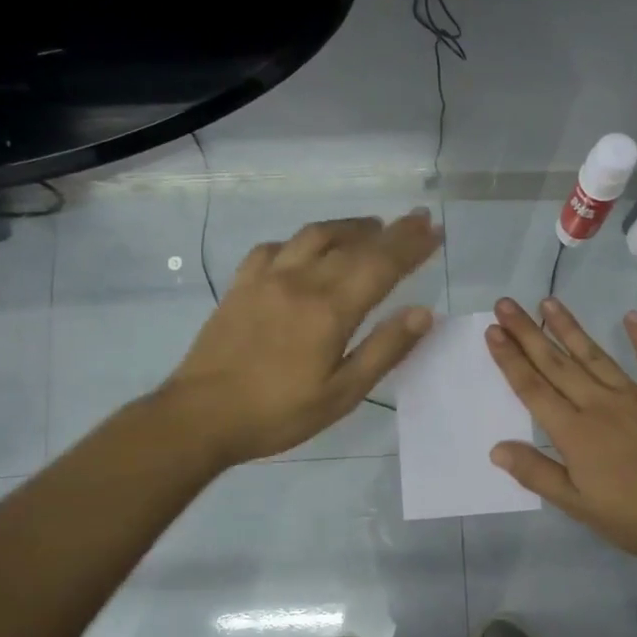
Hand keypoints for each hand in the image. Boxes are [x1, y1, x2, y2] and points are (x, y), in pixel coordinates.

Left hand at [163, 210, 440, 465]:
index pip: (382, 265)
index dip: (412, 246)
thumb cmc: (278, 413)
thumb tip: (424, 313)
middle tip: (417, 220)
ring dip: (348, 227)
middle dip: (391, 231)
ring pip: (314, 236)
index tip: (435, 230)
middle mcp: (301, 281)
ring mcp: (266, 278)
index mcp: (331, 309)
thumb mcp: (342, 394)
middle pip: (354, 245)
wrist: (201, 416)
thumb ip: (384, 350)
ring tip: (371, 227)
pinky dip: (301, 241)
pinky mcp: (241, 285)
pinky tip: (305, 250)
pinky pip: (275, 247)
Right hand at [484, 296, 636, 570]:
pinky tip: (631, 316)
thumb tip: (497, 448)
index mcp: (575, 432)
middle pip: (557, 364)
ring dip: (570, 329)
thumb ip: (537, 474)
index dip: (510, 360)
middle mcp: (601, 405)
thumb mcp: (579, 506)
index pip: (533, 389)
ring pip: (596, 356)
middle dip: (528, 333)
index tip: (493, 331)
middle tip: (506, 304)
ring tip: (549, 302)